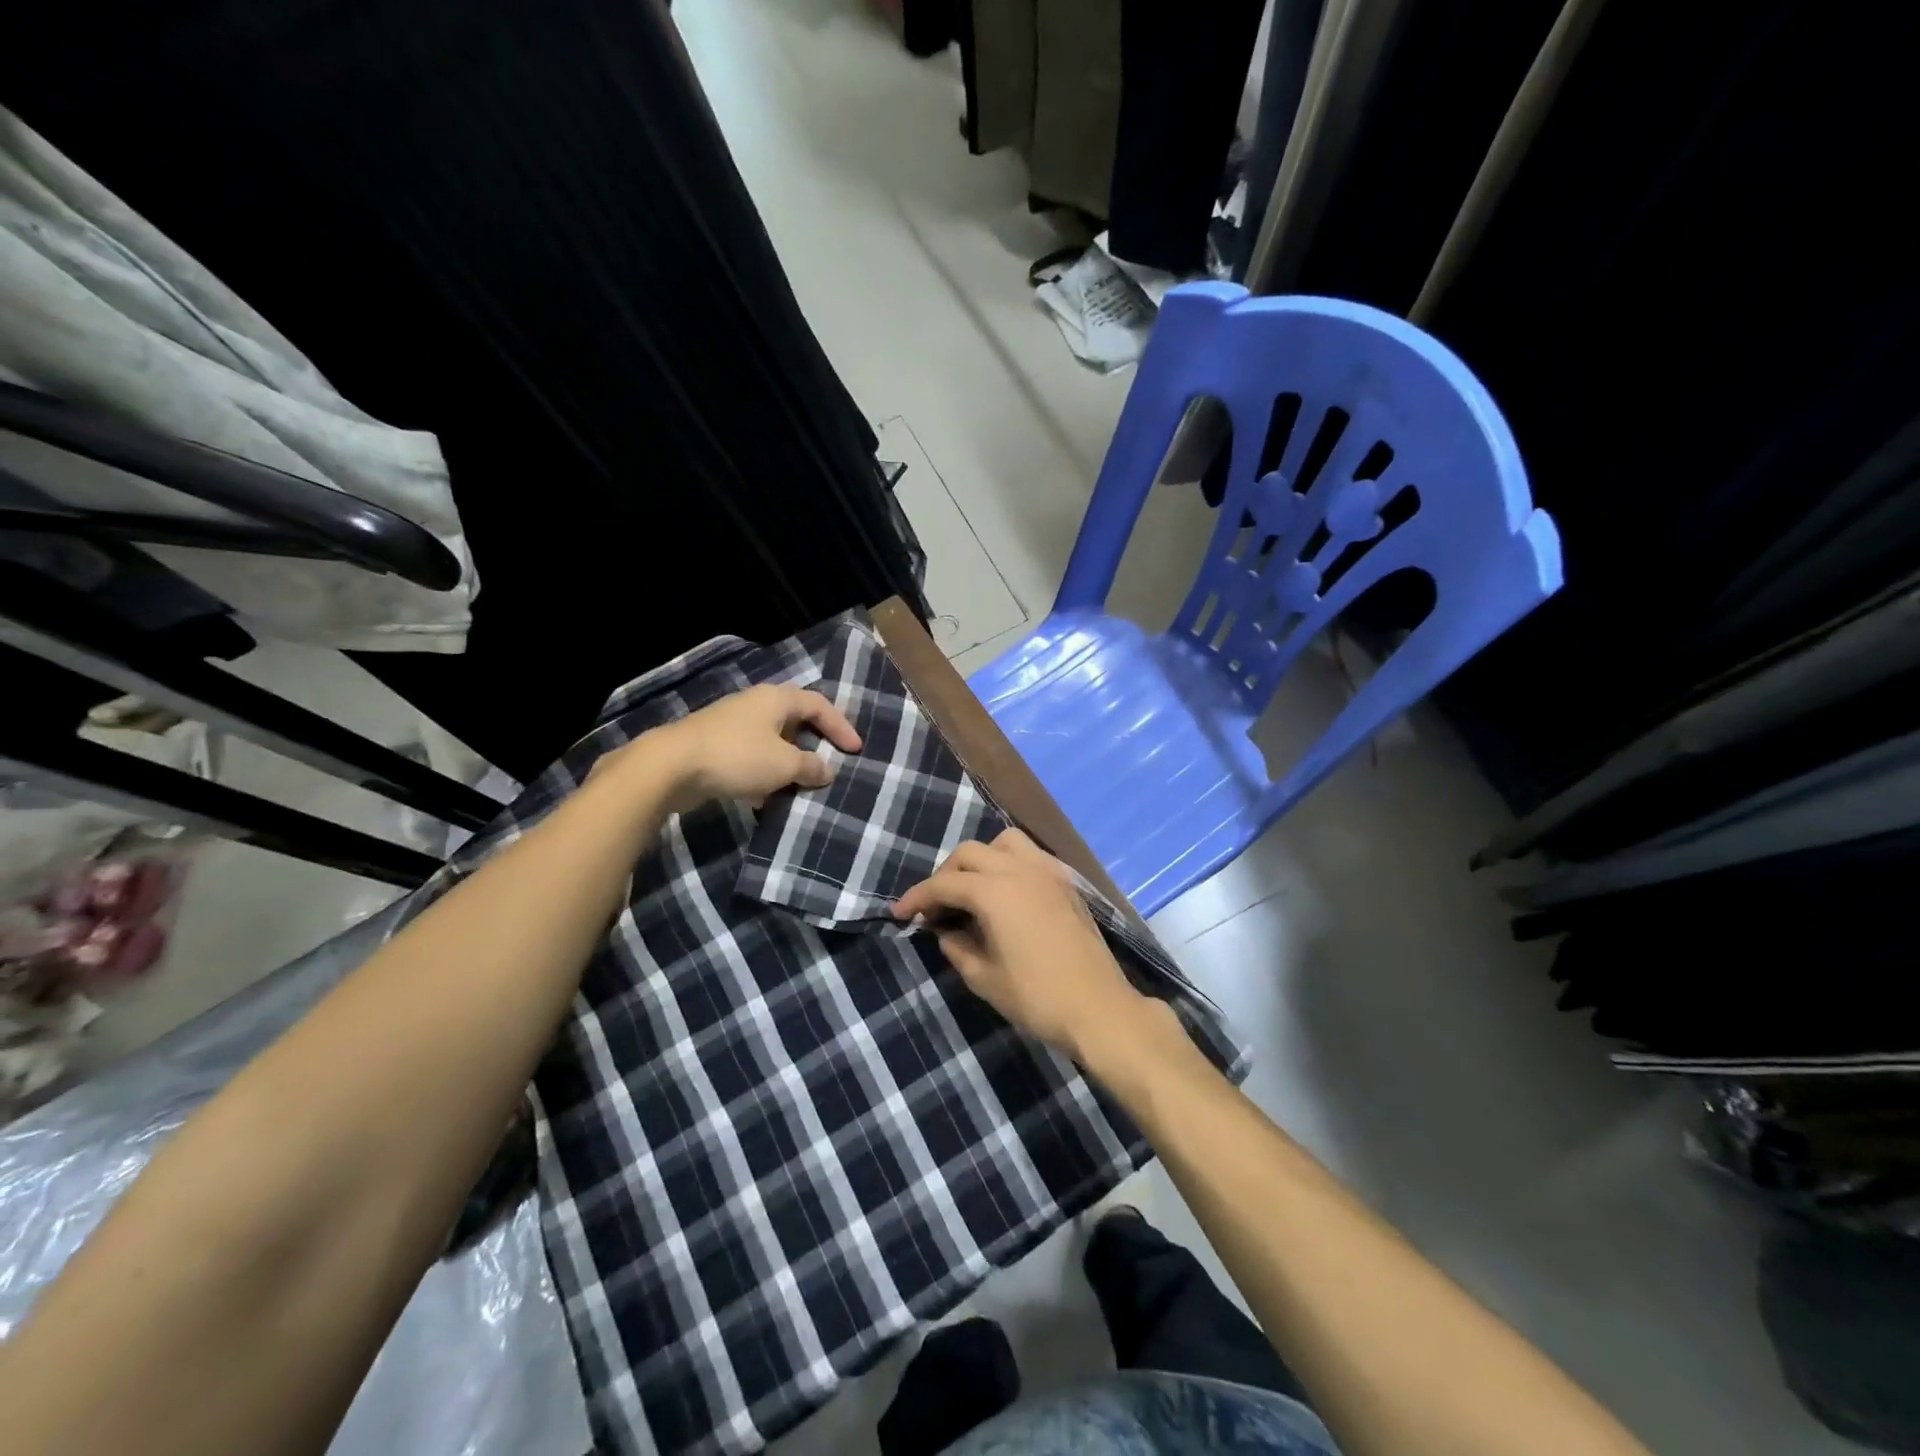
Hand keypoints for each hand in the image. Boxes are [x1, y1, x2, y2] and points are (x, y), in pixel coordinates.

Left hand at [636, 684, 862, 814]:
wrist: (671, 766)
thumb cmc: (737, 757)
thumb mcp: (784, 764)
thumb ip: (810, 766)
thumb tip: (827, 770)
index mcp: (776, 699)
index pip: (819, 705)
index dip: (841, 726)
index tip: (856, 750)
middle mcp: (755, 704)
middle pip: (795, 719)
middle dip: (814, 742)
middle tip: (830, 762)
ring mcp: (732, 723)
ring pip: (772, 740)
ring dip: (789, 761)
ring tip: (802, 784)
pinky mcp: (715, 745)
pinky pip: (752, 755)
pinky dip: (766, 772)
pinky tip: (767, 796)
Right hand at [892, 828, 1151, 1060]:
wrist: (1099, 1008)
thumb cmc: (1037, 997)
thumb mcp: (984, 978)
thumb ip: (957, 947)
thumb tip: (945, 931)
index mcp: (995, 891)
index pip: (944, 884)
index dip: (917, 897)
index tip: (899, 913)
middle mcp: (1020, 869)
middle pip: (970, 853)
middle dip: (946, 875)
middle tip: (935, 906)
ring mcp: (1047, 872)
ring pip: (1004, 843)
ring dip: (981, 859)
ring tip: (972, 890)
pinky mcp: (1066, 882)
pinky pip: (1030, 855)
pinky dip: (1008, 863)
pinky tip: (1005, 893)